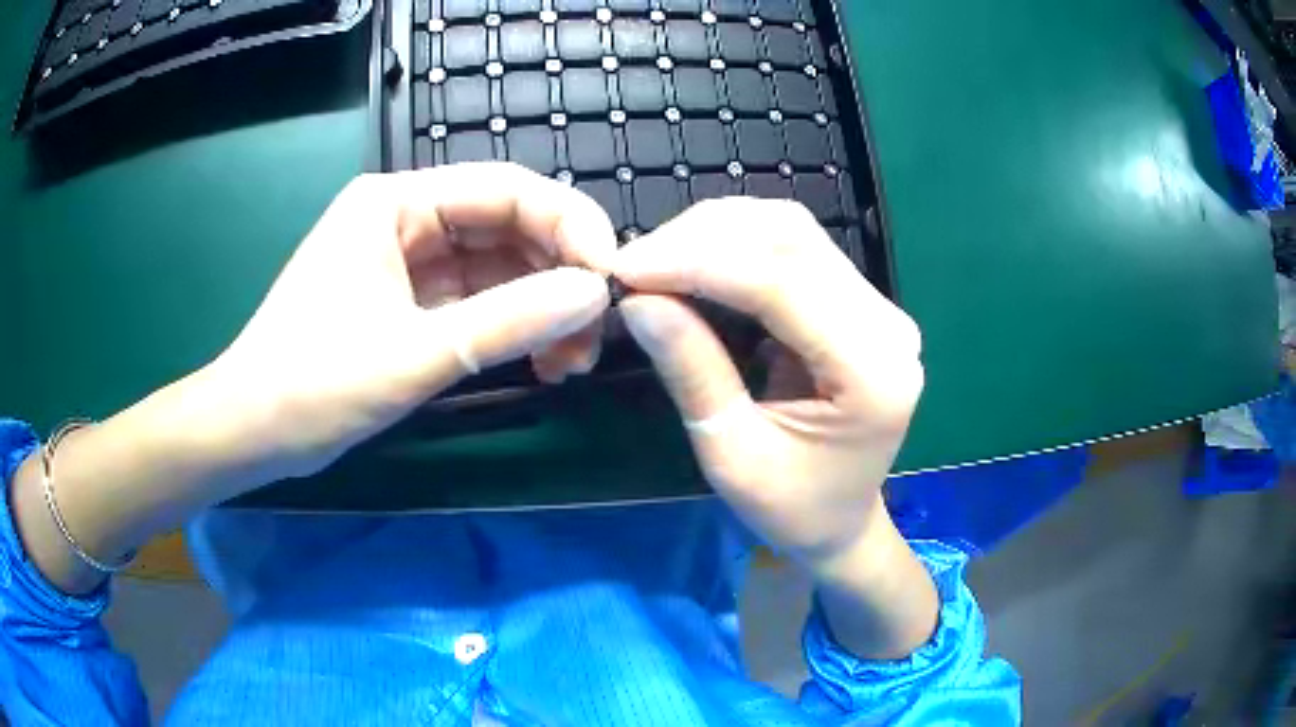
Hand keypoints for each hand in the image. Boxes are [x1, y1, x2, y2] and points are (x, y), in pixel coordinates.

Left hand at [209, 163, 615, 479]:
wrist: (250, 433)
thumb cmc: (311, 386)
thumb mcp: (411, 355)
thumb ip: (506, 321)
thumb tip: (594, 295)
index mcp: (395, 202)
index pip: (506, 189)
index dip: (570, 225)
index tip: (611, 281)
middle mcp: (405, 219)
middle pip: (507, 227)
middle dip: (557, 277)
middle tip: (591, 337)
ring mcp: (406, 261)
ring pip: (497, 268)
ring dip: (539, 309)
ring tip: (568, 362)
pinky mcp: (407, 302)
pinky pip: (476, 301)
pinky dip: (510, 328)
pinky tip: (537, 361)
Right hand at [613, 198, 923, 568]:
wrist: (842, 521)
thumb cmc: (791, 507)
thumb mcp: (732, 455)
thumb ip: (692, 371)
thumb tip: (636, 300)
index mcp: (872, 372)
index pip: (782, 283)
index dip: (699, 264)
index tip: (627, 268)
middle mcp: (887, 324)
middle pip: (791, 239)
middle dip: (702, 238)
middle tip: (635, 264)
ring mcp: (878, 307)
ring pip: (791, 232)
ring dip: (717, 232)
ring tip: (658, 261)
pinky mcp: (859, 302)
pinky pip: (794, 249)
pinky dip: (736, 245)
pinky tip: (694, 263)